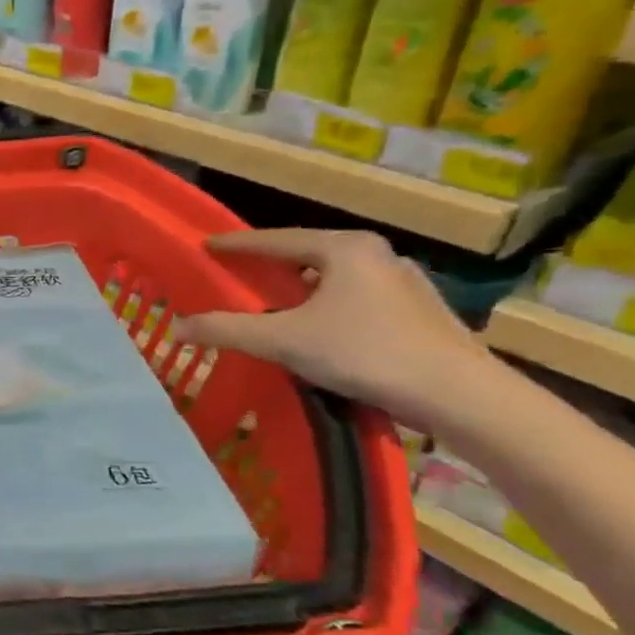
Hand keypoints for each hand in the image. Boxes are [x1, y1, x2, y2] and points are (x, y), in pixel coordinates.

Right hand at [174, 230, 491, 428]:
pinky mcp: (420, 314)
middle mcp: (379, 256)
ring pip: (335, 281)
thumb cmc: (365, 352)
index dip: (237, 244)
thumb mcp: (282, 340)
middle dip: (271, 267)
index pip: (277, 239)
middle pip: (308, 257)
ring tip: (274, 308)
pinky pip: (357, 301)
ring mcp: (405, 284)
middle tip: (238, 277)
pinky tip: (319, 333)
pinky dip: (328, 309)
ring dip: (302, 292)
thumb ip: (225, 330)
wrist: (459, 395)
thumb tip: (175, 327)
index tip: (208, 246)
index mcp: (346, 249)